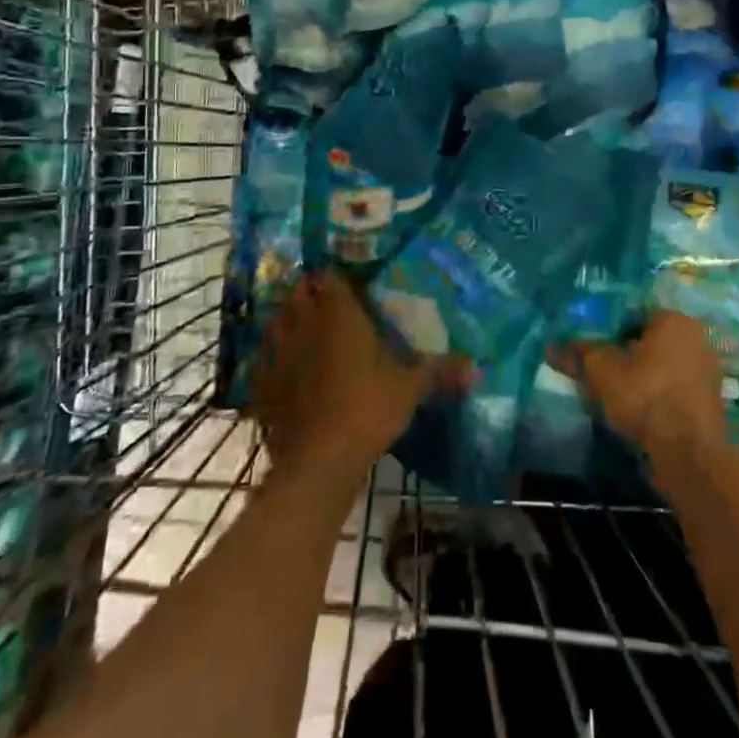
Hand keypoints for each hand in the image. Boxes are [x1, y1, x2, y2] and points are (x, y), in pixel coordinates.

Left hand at [250, 270, 463, 482]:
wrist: (317, 462)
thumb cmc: (367, 410)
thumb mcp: (410, 389)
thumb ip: (439, 371)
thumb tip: (477, 367)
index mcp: (339, 312)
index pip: (331, 275)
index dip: (338, 275)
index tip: (349, 280)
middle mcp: (304, 322)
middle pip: (299, 292)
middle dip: (310, 292)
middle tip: (329, 303)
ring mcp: (277, 353)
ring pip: (275, 321)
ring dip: (287, 320)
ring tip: (304, 330)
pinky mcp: (261, 385)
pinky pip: (262, 360)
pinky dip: (270, 359)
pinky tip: (282, 369)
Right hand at [552, 311, 725, 462]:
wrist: (689, 456)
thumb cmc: (645, 397)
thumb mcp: (601, 371)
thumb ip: (577, 354)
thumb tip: (550, 348)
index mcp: (674, 319)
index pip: (633, 313)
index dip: (607, 329)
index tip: (590, 346)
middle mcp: (696, 337)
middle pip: (647, 339)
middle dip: (623, 353)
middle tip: (597, 370)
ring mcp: (706, 370)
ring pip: (660, 365)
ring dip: (638, 376)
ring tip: (612, 394)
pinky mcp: (708, 401)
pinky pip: (672, 387)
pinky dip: (654, 394)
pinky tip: (634, 412)